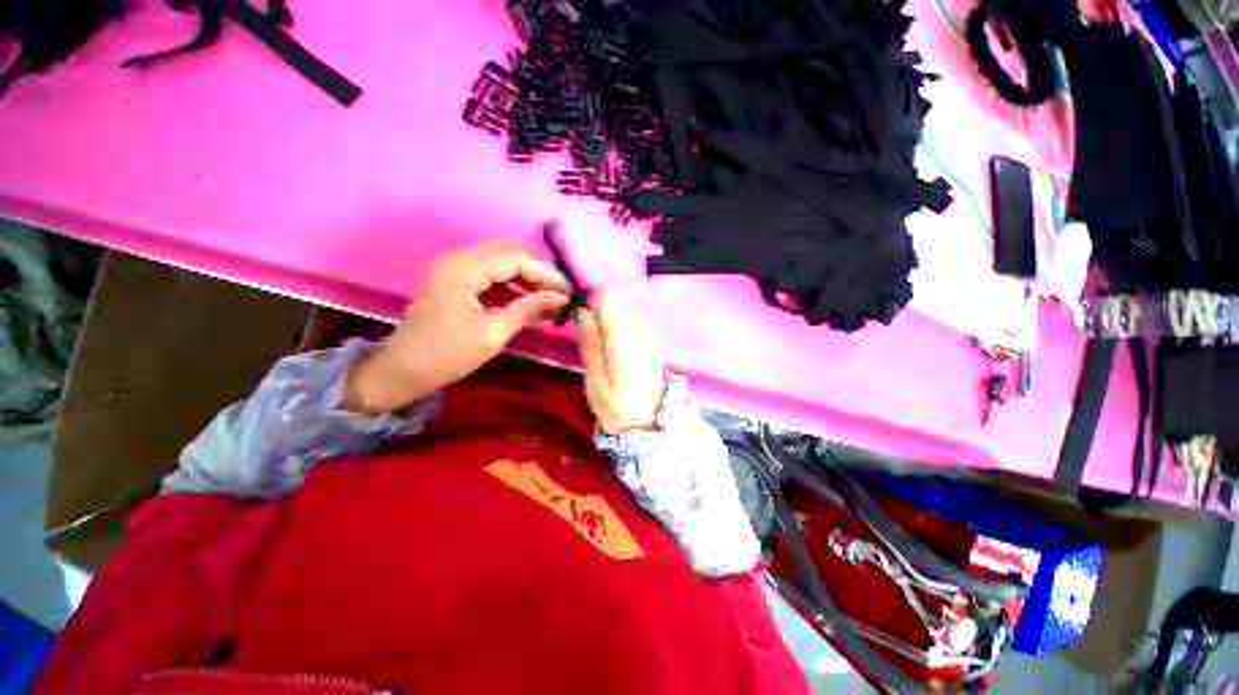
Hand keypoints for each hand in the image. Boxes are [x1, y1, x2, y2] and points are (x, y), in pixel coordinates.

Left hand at [344, 240, 567, 414]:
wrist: (401, 372)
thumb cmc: (446, 356)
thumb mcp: (492, 335)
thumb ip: (527, 310)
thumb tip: (561, 298)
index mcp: (463, 270)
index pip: (514, 259)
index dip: (544, 273)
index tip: (567, 292)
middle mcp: (457, 260)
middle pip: (508, 252)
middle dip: (537, 271)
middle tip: (559, 293)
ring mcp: (454, 269)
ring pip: (500, 262)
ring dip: (526, 278)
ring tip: (549, 300)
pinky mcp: (455, 282)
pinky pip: (490, 276)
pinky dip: (511, 287)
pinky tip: (529, 303)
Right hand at [577, 293, 665, 434]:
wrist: (649, 424)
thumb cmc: (616, 409)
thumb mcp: (595, 383)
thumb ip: (590, 345)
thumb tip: (582, 312)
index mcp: (623, 343)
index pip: (608, 301)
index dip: (590, 302)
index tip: (579, 316)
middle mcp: (640, 333)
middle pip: (618, 301)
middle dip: (600, 308)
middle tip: (587, 330)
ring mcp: (649, 336)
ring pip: (626, 309)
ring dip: (610, 316)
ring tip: (600, 340)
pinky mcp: (652, 342)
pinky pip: (633, 320)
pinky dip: (620, 324)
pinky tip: (614, 345)